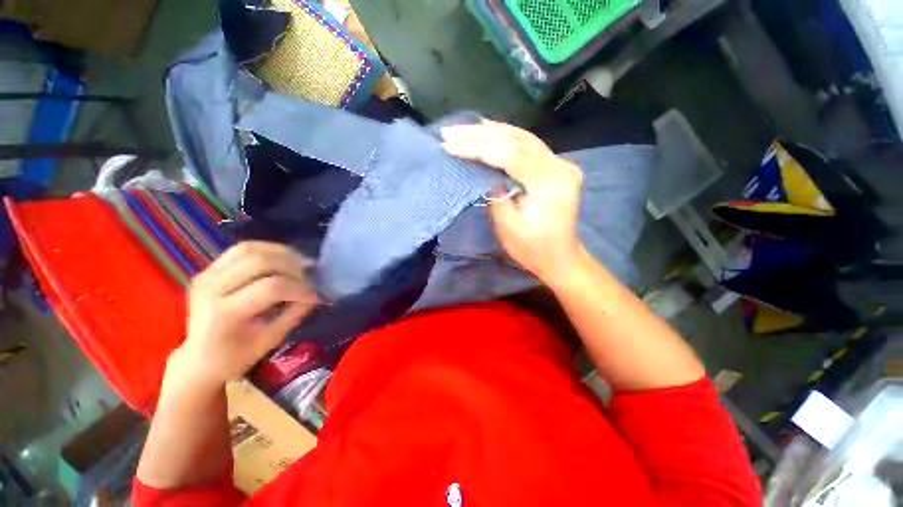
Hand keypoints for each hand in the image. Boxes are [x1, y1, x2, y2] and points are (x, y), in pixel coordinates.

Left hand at [168, 242, 319, 387]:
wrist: (198, 359)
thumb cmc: (235, 357)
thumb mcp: (270, 341)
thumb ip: (294, 314)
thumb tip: (316, 295)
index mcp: (223, 313)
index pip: (270, 287)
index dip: (299, 288)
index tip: (315, 296)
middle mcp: (210, 288)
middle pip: (259, 261)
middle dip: (292, 267)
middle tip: (309, 277)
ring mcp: (206, 275)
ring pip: (250, 249)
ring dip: (281, 253)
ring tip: (300, 264)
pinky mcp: (209, 269)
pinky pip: (242, 249)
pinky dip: (268, 250)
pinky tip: (283, 259)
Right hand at [442, 120, 584, 283]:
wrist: (560, 257)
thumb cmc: (534, 250)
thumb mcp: (510, 230)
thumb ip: (497, 198)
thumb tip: (486, 175)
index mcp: (551, 186)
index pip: (511, 156)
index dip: (479, 148)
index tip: (451, 146)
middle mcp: (560, 167)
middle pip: (517, 140)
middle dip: (480, 135)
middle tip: (450, 132)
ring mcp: (560, 164)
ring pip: (522, 137)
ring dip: (490, 131)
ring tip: (463, 128)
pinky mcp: (555, 166)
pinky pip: (527, 145)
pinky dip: (505, 136)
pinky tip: (487, 130)